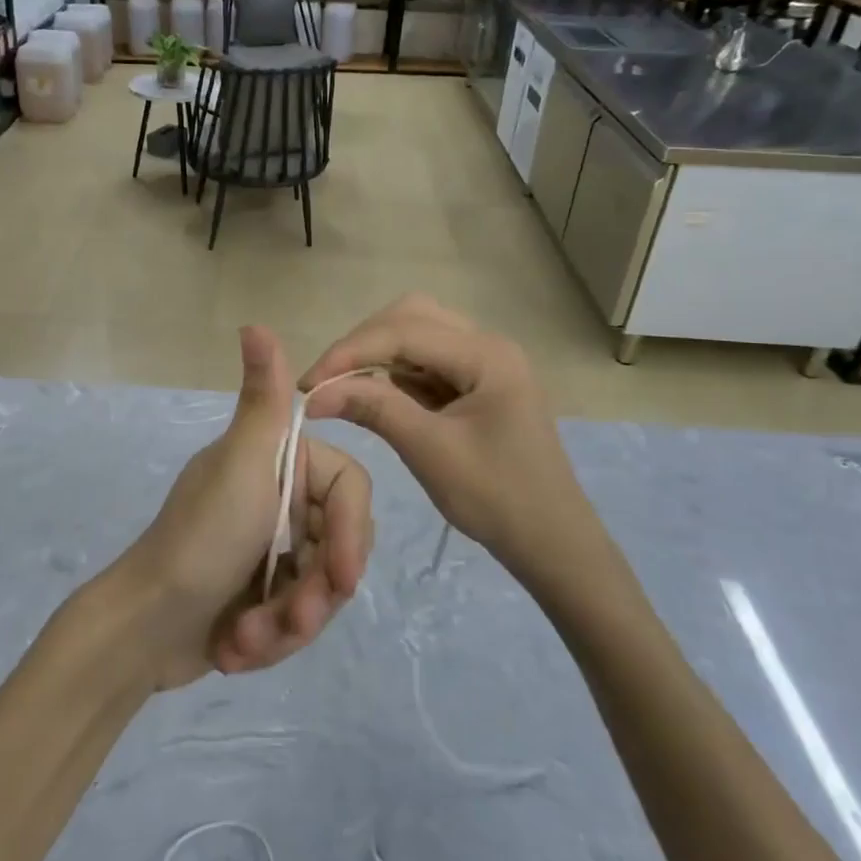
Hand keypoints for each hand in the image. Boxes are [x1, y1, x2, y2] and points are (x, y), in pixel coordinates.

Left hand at [114, 326, 373, 688]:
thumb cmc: (199, 541)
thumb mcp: (240, 466)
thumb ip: (262, 399)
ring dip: (290, 624)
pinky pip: (297, 618)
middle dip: (317, 592)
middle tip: (293, 620)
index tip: (342, 578)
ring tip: (248, 641)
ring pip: (322, 589)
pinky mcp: (262, 594)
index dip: (350, 534)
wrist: (142, 629)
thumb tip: (255, 323)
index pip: (349, 490)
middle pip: (339, 545)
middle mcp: (279, 499)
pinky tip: (236, 649)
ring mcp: (271, 548)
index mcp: (279, 464)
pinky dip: (271, 640)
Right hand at [301, 296, 606, 577]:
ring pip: (417, 334)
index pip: (403, 331)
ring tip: (342, 387)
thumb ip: (374, 409)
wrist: (553, 543)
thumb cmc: (498, 499)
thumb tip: (315, 393)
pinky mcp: (477, 383)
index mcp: (487, 355)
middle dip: (362, 344)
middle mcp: (488, 345)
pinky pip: (426, 362)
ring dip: (376, 355)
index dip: (349, 352)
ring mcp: (485, 363)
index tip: (307, 384)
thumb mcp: (430, 451)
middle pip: (411, 317)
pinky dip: (394, 372)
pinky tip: (373, 394)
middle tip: (326, 381)